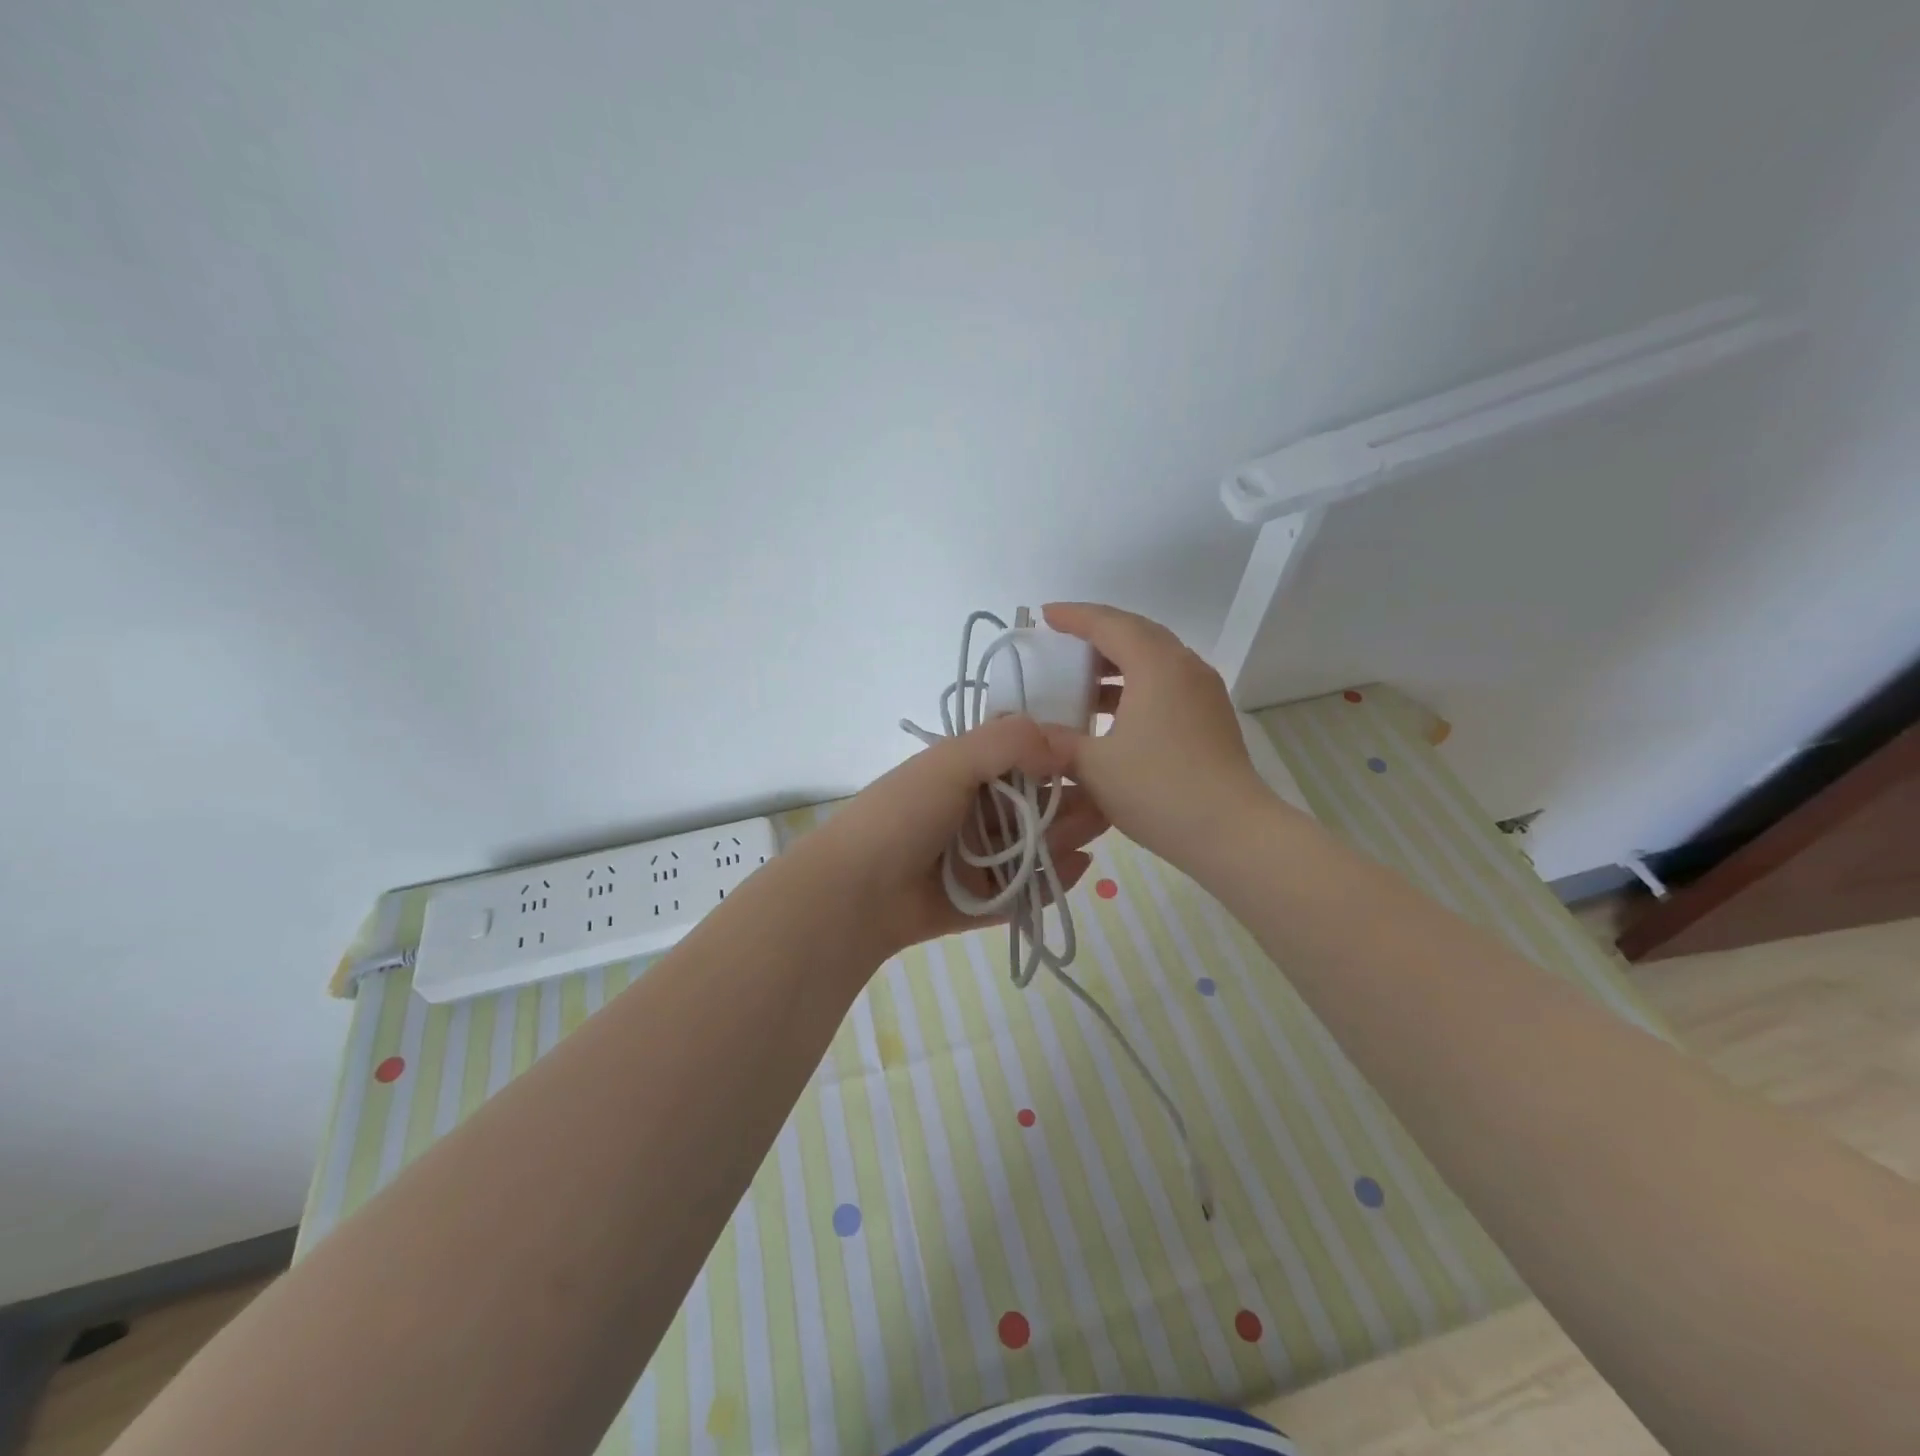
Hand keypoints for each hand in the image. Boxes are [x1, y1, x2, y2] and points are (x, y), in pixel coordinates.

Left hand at [807, 714, 1109, 961]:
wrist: (855, 891)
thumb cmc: (903, 814)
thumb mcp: (950, 762)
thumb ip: (1007, 742)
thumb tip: (1062, 744)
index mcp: (961, 773)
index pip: (1018, 757)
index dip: (1055, 754)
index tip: (1094, 754)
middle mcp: (972, 813)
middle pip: (1033, 805)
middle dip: (1070, 800)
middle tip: (1111, 799)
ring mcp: (976, 859)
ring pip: (1033, 846)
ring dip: (1067, 836)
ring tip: (1103, 828)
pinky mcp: (980, 901)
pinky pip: (1023, 890)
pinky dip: (1051, 881)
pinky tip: (1081, 867)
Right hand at [1039, 602, 1267, 865]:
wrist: (1231, 832)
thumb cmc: (1158, 789)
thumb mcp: (1094, 766)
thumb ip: (1058, 742)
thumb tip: (1032, 733)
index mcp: (1156, 665)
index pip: (1109, 624)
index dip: (1074, 617)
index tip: (1045, 616)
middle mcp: (1185, 667)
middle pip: (1137, 633)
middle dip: (1098, 632)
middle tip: (1063, 641)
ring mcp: (1204, 692)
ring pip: (1156, 659)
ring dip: (1118, 662)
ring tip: (1082, 680)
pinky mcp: (1211, 717)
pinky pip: (1168, 683)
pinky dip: (1137, 684)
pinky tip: (1114, 712)